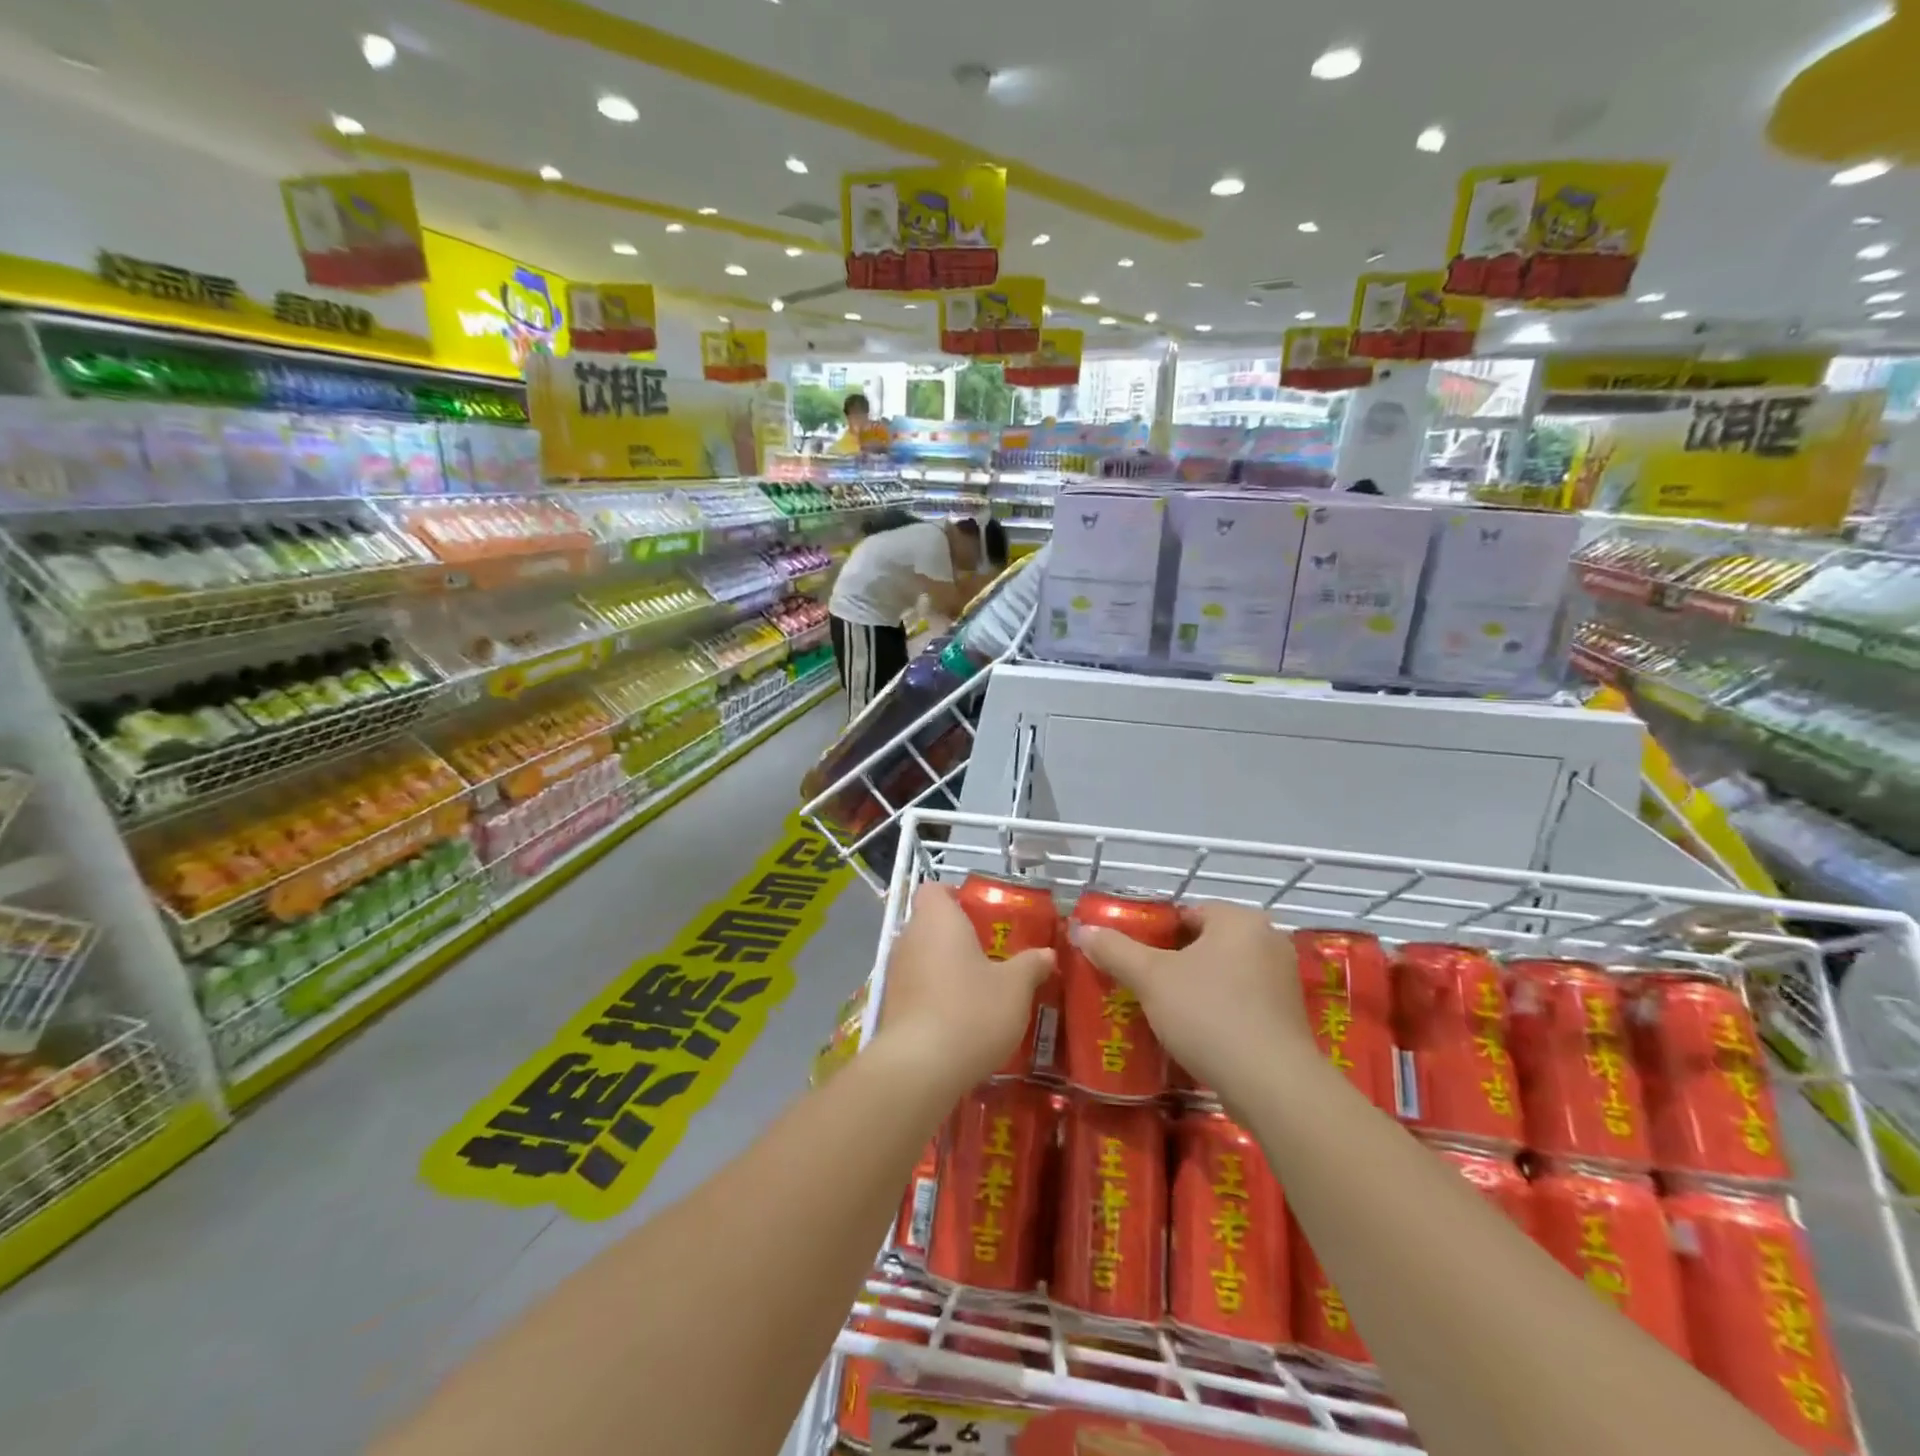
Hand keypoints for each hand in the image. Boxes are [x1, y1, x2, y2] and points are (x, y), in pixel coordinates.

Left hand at [874, 884, 1052, 1094]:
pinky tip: (961, 1019)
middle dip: (958, 936)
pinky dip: (935, 995)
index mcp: (937, 919)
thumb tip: (1048, 954)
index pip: (935, 889)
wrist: (920, 1068)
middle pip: (930, 924)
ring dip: (947, 968)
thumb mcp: (1015, 987)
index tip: (982, 915)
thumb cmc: (971, 1010)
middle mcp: (909, 938)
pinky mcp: (890, 1006)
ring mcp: (895, 973)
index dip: (956, 896)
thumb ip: (1031, 965)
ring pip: (923, 958)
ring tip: (981, 989)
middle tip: (992, 954)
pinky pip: (917, 988)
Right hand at [1072, 902, 1311, 1104]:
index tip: (1137, 959)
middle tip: (1145, 985)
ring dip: (1198, 987)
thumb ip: (1115, 950)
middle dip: (1176, 962)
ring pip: (1225, 973)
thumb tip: (1082, 929)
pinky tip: (1199, 1033)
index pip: (1188, 913)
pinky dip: (1221, 1010)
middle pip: (1207, 943)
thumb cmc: (1209, 1014)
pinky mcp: (1290, 1017)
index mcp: (1240, 920)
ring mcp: (1284, 980)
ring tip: (1166, 1012)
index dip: (1157, 934)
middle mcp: (1268, 940)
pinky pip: (1244, 1001)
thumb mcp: (1151, 978)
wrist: (1272, 1085)